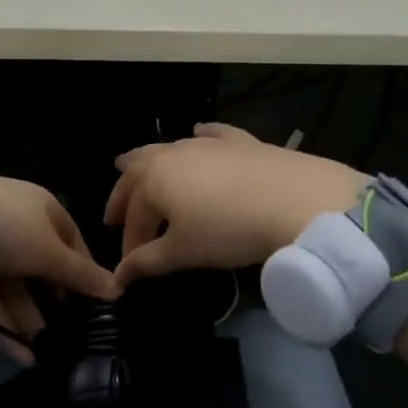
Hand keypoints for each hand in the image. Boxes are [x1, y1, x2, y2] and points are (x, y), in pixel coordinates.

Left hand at [0, 177, 117, 359]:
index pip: (71, 241)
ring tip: (48, 354)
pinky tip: (23, 356)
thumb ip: (82, 275)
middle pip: (42, 269)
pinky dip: (6, 326)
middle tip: (72, 334)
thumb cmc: (11, 229)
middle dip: (54, 303)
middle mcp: (17, 228)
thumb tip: (119, 289)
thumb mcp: (52, 252)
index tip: (96, 302)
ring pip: (15, 290)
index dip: (84, 271)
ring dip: (30, 321)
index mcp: (42, 211)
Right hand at [104, 123, 365, 283]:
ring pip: (168, 149)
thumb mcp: (183, 252)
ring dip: (149, 162)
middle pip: (138, 173)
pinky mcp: (240, 141)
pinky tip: (198, 132)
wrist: (294, 201)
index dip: (130, 244)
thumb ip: (148, 262)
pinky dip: (200, 136)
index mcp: (153, 179)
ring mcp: (207, 144)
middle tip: (113, 215)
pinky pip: (212, 134)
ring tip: (134, 166)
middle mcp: (173, 154)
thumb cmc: (227, 230)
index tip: (130, 268)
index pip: (134, 217)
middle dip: (124, 196)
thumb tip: (120, 276)